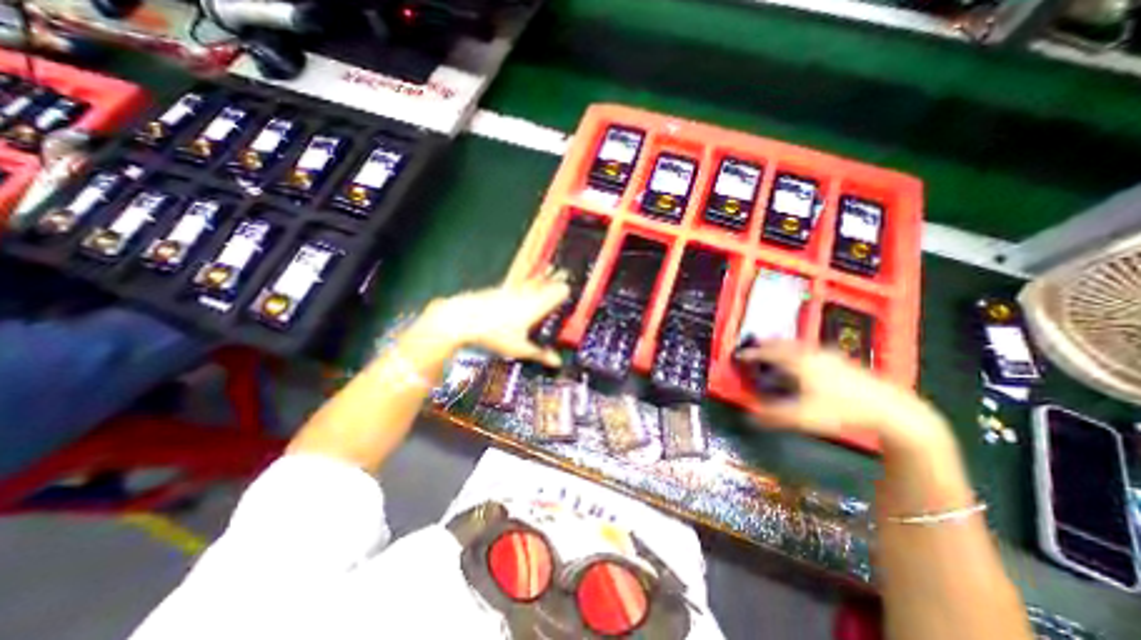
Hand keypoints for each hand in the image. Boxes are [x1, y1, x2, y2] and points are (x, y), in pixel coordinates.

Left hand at [422, 272, 569, 368]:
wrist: (464, 317)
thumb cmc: (495, 334)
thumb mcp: (519, 348)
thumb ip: (540, 354)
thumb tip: (558, 362)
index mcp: (537, 305)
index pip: (559, 292)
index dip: (567, 291)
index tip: (573, 290)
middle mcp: (529, 293)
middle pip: (548, 282)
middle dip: (558, 278)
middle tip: (567, 272)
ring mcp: (515, 289)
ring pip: (535, 280)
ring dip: (545, 276)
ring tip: (553, 269)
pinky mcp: (503, 288)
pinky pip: (522, 281)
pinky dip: (530, 279)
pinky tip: (528, 280)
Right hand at [736, 343, 949, 448]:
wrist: (890, 409)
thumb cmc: (841, 411)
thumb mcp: (803, 417)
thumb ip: (774, 416)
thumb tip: (749, 416)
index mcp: (798, 363)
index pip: (768, 354)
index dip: (752, 354)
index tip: (739, 354)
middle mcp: (811, 354)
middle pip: (783, 344)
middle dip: (766, 344)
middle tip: (755, 345)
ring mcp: (828, 355)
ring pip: (798, 345)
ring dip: (783, 344)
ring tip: (775, 347)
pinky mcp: (841, 360)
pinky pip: (811, 349)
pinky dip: (799, 349)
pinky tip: (805, 356)